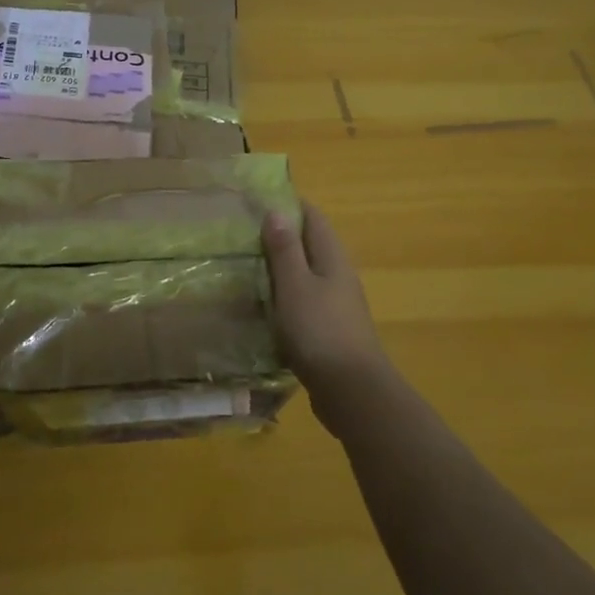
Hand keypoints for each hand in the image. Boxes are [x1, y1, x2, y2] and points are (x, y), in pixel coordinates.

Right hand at [263, 203, 392, 436]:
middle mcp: (338, 275)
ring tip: (243, 268)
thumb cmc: (320, 331)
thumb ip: (285, 249)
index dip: (288, 204)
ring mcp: (336, 304)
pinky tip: (261, 308)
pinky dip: (283, 298)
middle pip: (308, 244)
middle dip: (279, 237)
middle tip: (241, 235)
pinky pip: (303, 302)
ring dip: (279, 270)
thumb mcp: (295, 285)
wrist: (353, 393)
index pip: (312, 216)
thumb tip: (277, 211)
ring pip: (304, 275)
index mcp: (332, 257)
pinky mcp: (329, 330)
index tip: (256, 201)